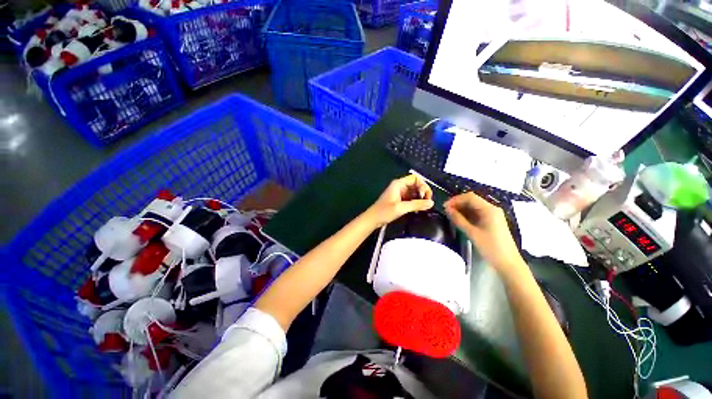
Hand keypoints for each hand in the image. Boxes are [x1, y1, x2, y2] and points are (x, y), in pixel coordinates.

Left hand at [365, 175, 433, 227]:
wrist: (372, 220)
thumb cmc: (384, 212)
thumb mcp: (401, 208)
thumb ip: (416, 205)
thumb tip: (431, 203)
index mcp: (399, 184)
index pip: (415, 178)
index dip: (423, 185)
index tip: (425, 196)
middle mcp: (400, 187)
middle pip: (416, 185)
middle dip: (423, 193)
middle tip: (427, 203)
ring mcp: (400, 194)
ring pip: (414, 193)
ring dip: (420, 199)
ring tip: (424, 208)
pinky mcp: (399, 201)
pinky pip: (411, 199)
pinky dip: (416, 203)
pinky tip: (418, 209)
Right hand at [444, 192, 523, 273]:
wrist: (508, 263)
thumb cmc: (490, 247)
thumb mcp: (472, 233)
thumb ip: (458, 219)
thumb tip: (447, 209)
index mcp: (489, 209)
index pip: (470, 197)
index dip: (456, 200)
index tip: (445, 206)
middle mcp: (492, 209)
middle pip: (472, 200)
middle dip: (458, 204)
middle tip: (446, 211)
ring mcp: (492, 215)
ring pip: (474, 207)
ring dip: (462, 209)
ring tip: (450, 215)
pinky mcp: (492, 221)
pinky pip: (477, 213)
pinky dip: (467, 215)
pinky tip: (459, 219)